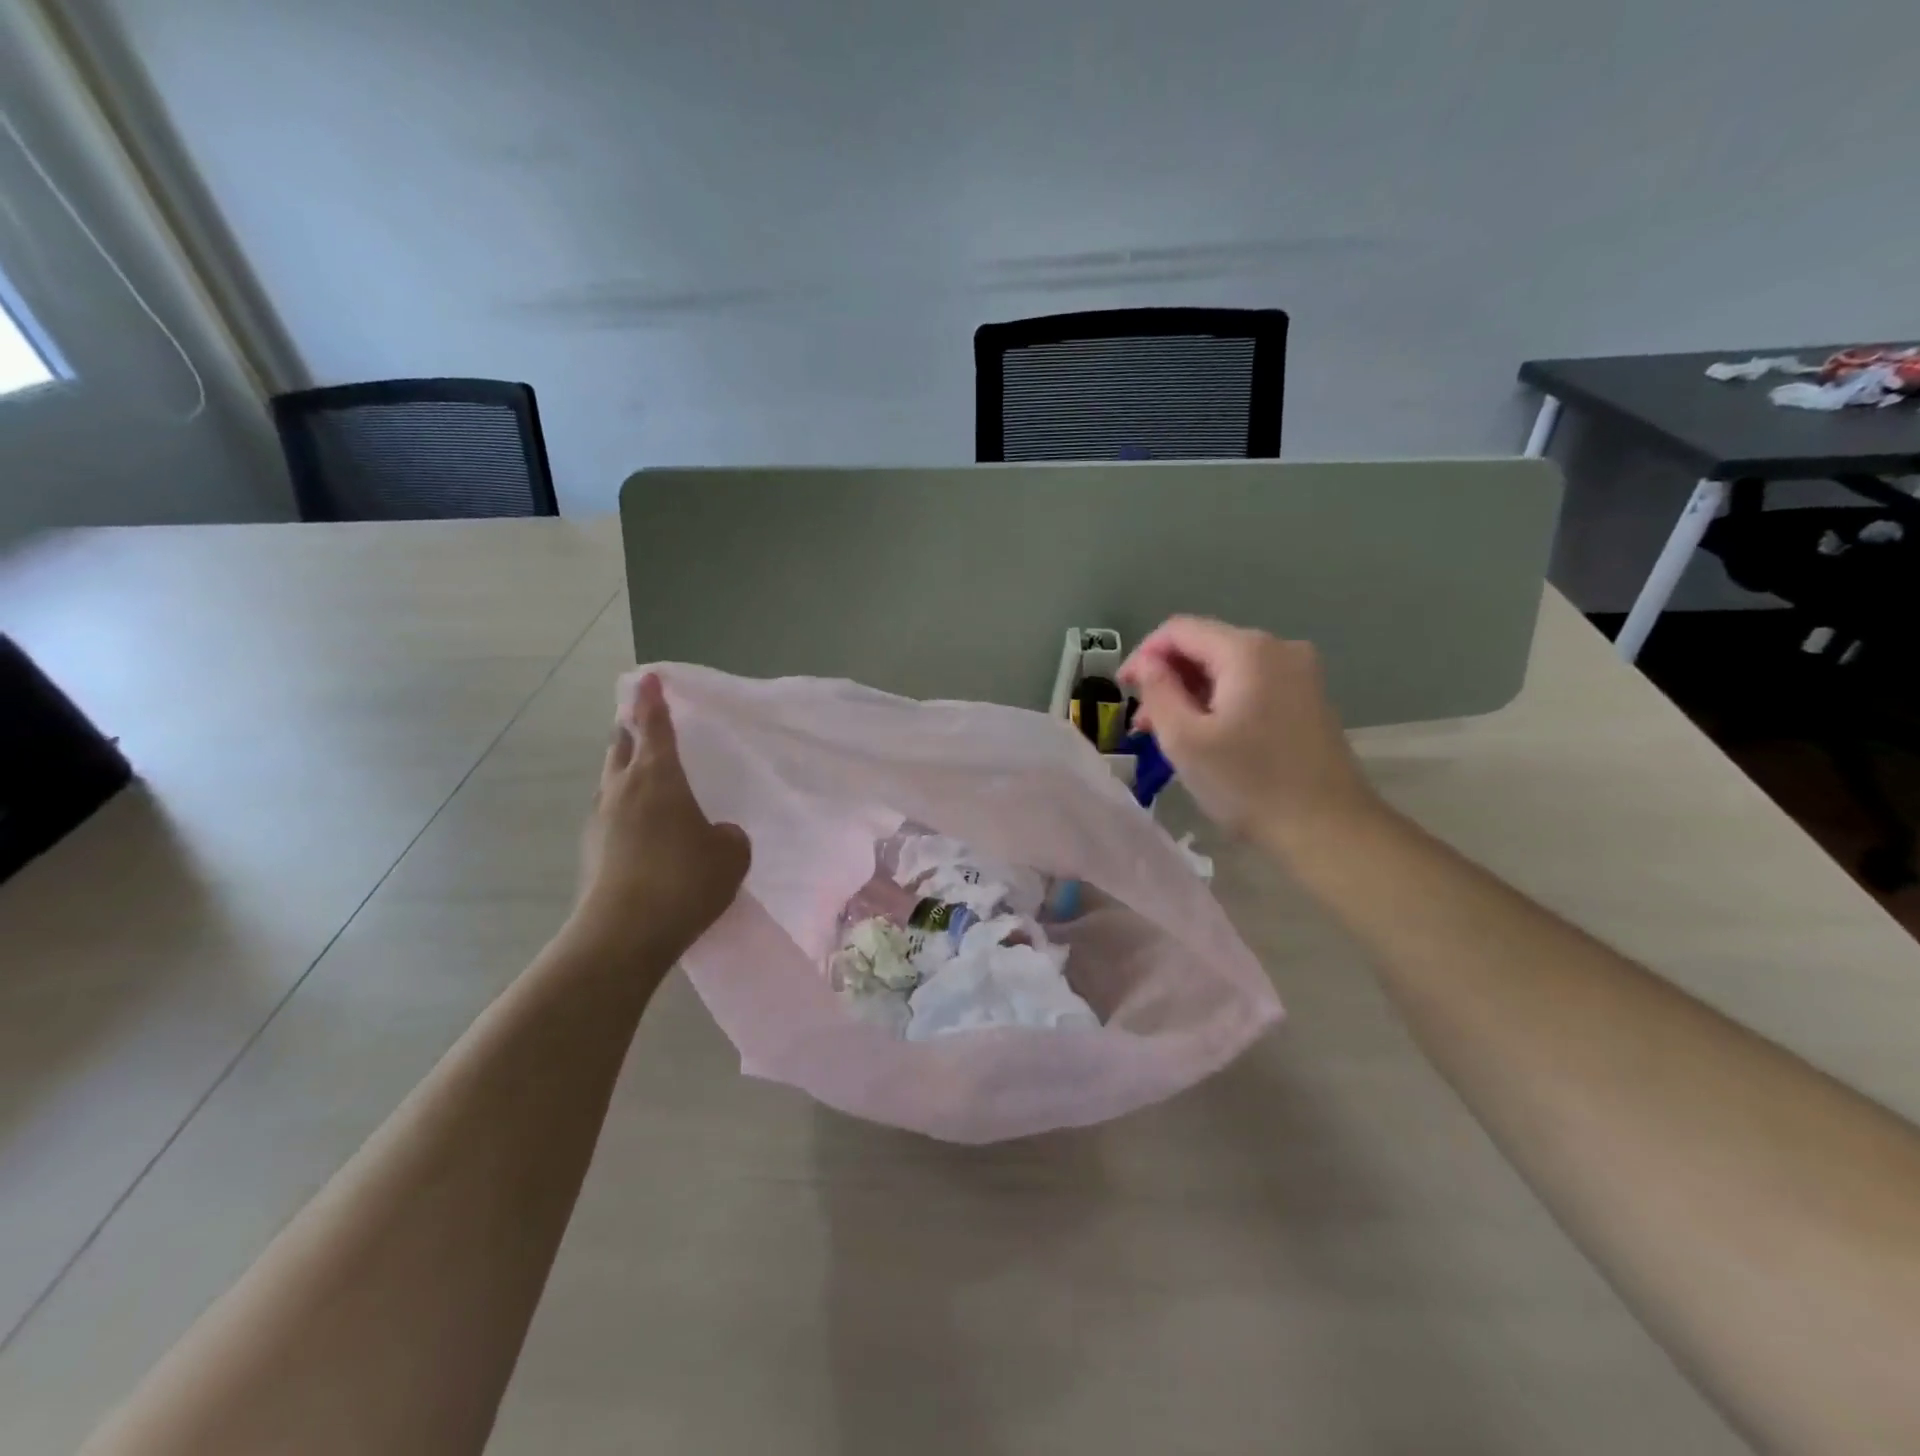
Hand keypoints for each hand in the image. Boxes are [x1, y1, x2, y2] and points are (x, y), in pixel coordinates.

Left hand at [574, 674, 750, 956]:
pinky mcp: (592, 850)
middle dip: (631, 726)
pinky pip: (611, 812)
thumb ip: (727, 835)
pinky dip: (626, 804)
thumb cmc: (683, 880)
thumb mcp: (730, 855)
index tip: (648, 677)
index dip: (653, 700)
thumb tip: (715, 834)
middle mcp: (622, 789)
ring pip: (612, 778)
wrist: (623, 934)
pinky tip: (644, 825)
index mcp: (658, 777)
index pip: (655, 726)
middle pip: (621, 744)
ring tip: (645, 770)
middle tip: (642, 718)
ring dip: (625, 766)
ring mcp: (601, 819)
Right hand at [1119, 617, 1381, 853]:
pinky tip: (1208, 736)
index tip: (1123, 691)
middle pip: (1205, 645)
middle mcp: (1279, 648)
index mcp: (1247, 650)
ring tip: (1168, 734)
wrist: (1330, 830)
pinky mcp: (1308, 698)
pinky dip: (1221, 701)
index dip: (1143, 654)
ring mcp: (1300, 673)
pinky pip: (1251, 684)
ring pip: (1227, 668)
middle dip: (1168, 677)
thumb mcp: (1185, 740)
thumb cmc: (1249, 784)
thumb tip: (1146, 663)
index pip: (1179, 629)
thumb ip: (1158, 691)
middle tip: (1142, 723)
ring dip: (1192, 692)